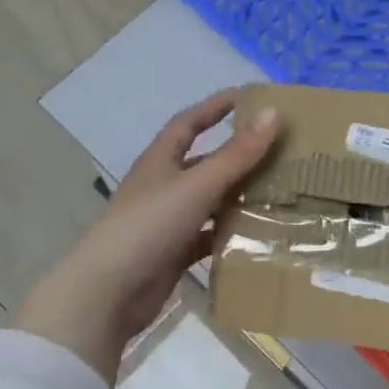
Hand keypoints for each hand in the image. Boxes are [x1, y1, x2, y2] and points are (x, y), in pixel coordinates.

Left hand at [15, 89, 280, 381]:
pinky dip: (229, 234)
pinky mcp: (173, 253)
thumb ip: (236, 154)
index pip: (189, 122)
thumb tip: (272, 112)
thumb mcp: (197, 185)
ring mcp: (167, 221)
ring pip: (209, 201)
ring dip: (238, 196)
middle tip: (278, 151)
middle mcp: (162, 186)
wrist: (109, 291)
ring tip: (279, 192)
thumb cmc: (149, 226)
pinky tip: (258, 235)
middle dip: (237, 155)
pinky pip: (208, 237)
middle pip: (204, 162)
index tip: (249, 96)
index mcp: (160, 160)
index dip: (216, 107)